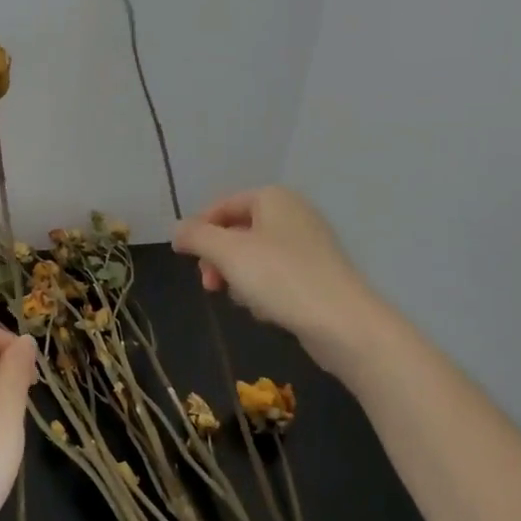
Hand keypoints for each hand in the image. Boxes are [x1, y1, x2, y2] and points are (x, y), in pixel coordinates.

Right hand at [172, 186, 373, 365]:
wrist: (343, 323)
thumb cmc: (280, 277)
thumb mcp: (227, 252)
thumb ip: (196, 236)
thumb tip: (177, 230)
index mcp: (273, 198)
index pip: (221, 205)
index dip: (198, 230)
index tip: (185, 259)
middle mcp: (292, 213)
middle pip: (237, 232)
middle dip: (218, 259)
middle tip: (210, 285)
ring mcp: (308, 245)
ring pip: (254, 257)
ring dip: (239, 278)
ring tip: (244, 301)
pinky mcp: (317, 275)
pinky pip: (276, 276)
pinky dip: (264, 291)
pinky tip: (267, 311)